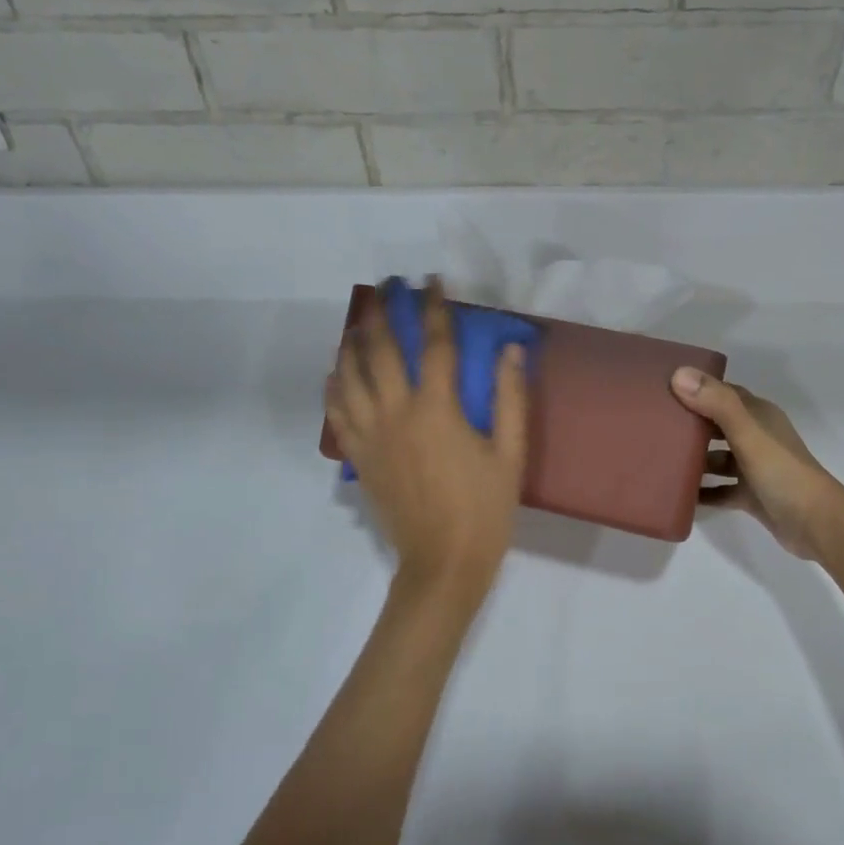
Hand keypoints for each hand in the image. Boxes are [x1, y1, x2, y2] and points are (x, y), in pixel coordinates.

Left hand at [327, 278, 528, 591]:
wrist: (443, 562)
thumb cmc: (484, 509)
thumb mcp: (510, 454)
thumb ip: (510, 397)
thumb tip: (510, 349)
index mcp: (437, 409)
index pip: (435, 344)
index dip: (434, 308)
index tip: (432, 282)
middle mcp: (397, 412)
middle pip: (381, 350)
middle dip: (384, 312)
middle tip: (386, 287)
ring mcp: (371, 435)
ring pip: (350, 376)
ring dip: (353, 343)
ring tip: (359, 322)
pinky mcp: (359, 457)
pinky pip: (337, 413)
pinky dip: (333, 387)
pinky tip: (336, 372)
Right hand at [671, 367, 843, 559]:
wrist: (817, 525)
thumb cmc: (783, 473)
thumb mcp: (748, 435)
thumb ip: (716, 404)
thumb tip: (678, 374)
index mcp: (759, 416)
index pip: (722, 393)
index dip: (695, 388)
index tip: (662, 389)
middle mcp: (757, 437)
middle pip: (716, 425)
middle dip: (689, 424)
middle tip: (652, 425)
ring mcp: (754, 468)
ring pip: (717, 458)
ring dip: (693, 459)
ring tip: (659, 460)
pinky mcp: (751, 495)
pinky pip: (719, 489)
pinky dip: (702, 491)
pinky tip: (678, 495)